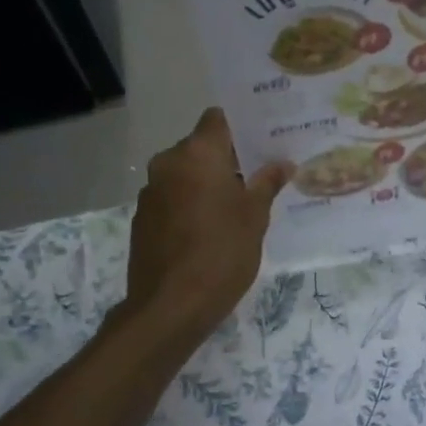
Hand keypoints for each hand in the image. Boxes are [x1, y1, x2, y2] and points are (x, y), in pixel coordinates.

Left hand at [123, 109, 291, 339]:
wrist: (169, 306)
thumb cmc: (221, 253)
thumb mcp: (255, 218)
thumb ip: (267, 184)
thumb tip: (282, 163)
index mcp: (197, 154)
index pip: (218, 119)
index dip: (241, 126)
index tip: (264, 141)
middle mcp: (168, 163)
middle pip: (200, 147)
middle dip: (228, 159)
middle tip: (259, 176)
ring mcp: (150, 192)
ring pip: (185, 174)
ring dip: (208, 183)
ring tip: (237, 206)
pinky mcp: (142, 219)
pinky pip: (172, 198)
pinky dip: (190, 204)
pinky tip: (209, 229)